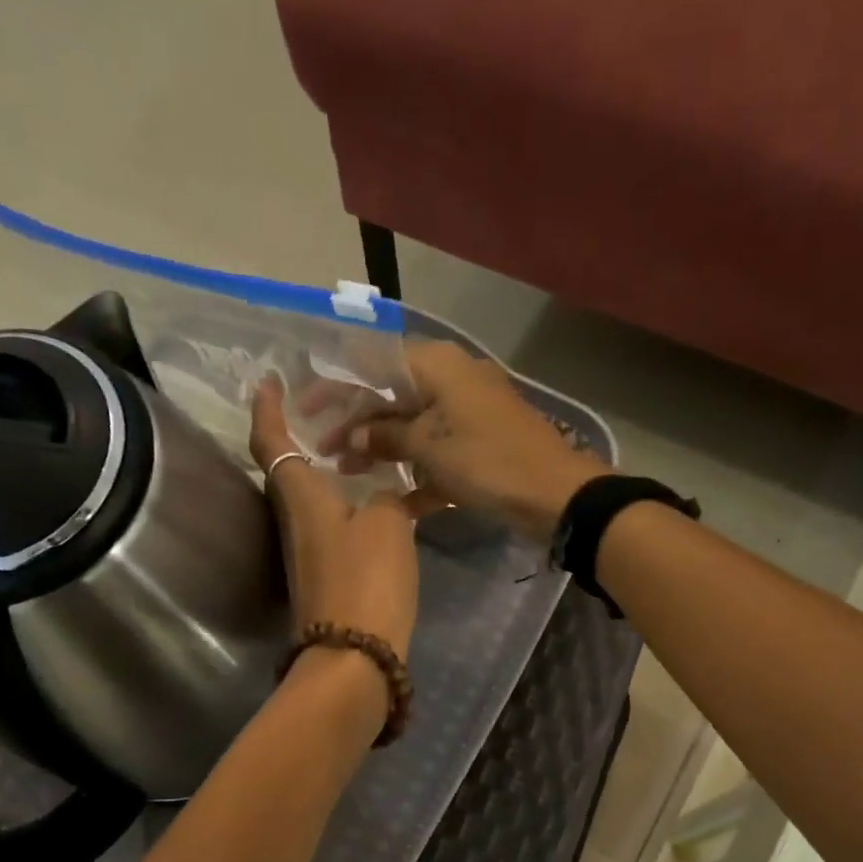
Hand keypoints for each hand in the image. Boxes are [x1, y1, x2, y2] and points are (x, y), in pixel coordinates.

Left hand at [251, 378, 417, 659]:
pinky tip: (383, 500)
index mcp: (300, 496)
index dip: (266, 408)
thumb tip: (388, 496)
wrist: (355, 658)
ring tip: (366, 448)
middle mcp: (295, 520)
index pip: (271, 441)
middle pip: (289, 469)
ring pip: (315, 497)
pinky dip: (352, 503)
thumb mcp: (389, 524)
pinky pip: (336, 524)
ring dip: (332, 470)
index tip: (268, 379)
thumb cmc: (365, 580)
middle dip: (303, 435)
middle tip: (334, 410)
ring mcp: (309, 552)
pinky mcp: (327, 576)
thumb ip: (390, 498)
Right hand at [330, 342, 609, 542]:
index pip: (374, 363)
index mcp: (437, 366)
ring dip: (382, 450)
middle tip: (325, 451)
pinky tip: (393, 497)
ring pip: (412, 426)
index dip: (338, 385)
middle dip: (357, 423)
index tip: (308, 409)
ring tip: (349, 474)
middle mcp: (451, 381)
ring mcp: (467, 415)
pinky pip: (437, 452)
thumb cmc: (486, 460)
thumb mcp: (428, 446)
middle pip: (391, 395)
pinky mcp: (479, 446)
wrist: (554, 494)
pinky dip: (416, 471)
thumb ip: (384, 437)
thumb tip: (352, 437)